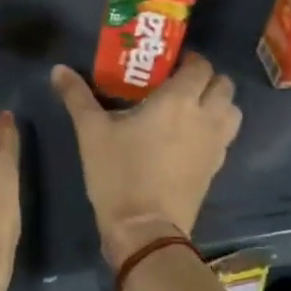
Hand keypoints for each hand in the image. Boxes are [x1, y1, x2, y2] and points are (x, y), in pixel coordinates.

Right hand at [51, 52, 241, 266]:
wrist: (145, 230)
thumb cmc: (119, 173)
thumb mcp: (91, 132)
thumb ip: (76, 96)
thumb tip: (58, 69)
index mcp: (178, 100)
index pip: (200, 66)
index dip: (188, 60)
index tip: (167, 64)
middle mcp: (205, 117)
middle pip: (224, 85)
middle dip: (206, 79)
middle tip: (178, 84)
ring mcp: (215, 145)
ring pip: (232, 111)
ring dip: (217, 103)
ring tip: (190, 108)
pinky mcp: (215, 169)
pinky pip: (225, 137)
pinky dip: (215, 129)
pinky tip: (189, 137)